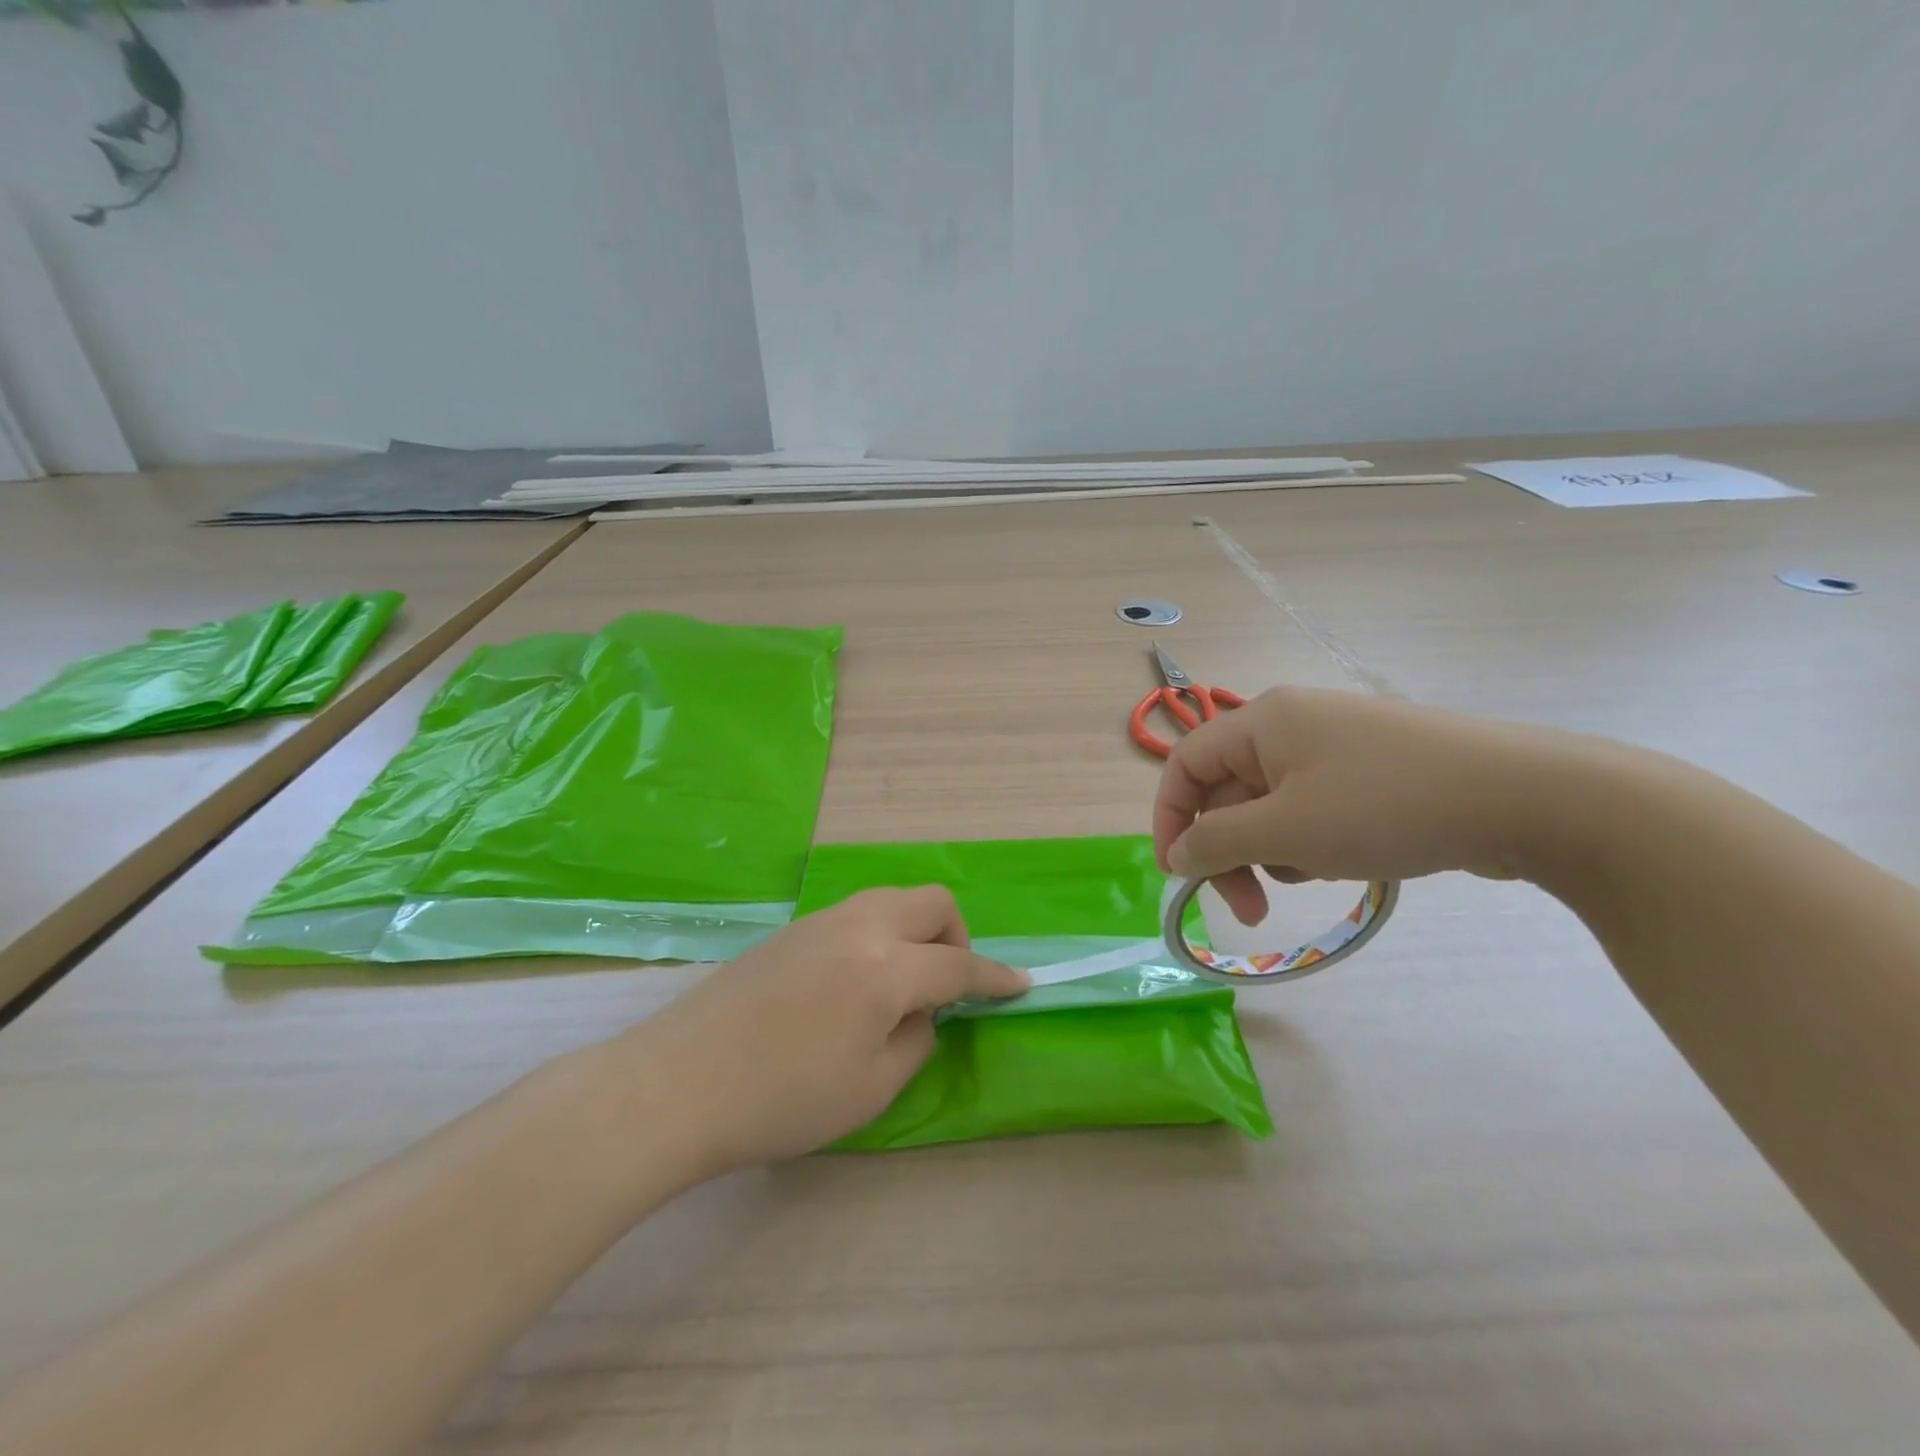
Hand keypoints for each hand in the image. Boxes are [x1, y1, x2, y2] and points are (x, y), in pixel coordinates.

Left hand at [625, 887, 1028, 1176]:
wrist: (677, 1084)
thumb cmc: (781, 1100)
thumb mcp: (870, 1089)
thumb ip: (916, 1039)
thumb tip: (925, 1011)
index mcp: (885, 967)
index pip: (958, 965)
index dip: (996, 978)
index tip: (1021, 985)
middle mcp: (859, 927)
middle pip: (931, 902)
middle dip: (956, 937)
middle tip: (947, 986)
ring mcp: (821, 921)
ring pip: (892, 900)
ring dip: (916, 931)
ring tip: (903, 985)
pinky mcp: (792, 930)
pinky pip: (858, 914)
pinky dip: (880, 935)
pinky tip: (858, 982)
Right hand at [1153, 686, 1572, 924]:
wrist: (1527, 798)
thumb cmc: (1386, 806)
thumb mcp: (1287, 830)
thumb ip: (1217, 842)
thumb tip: (1177, 854)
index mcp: (1262, 721)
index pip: (1185, 765)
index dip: (1170, 819)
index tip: (1178, 876)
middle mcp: (1291, 724)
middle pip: (1228, 791)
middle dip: (1230, 851)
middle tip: (1250, 909)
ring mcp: (1335, 746)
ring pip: (1270, 806)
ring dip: (1275, 850)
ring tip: (1318, 872)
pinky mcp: (1370, 770)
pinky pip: (1312, 807)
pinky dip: (1313, 840)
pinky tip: (1348, 859)